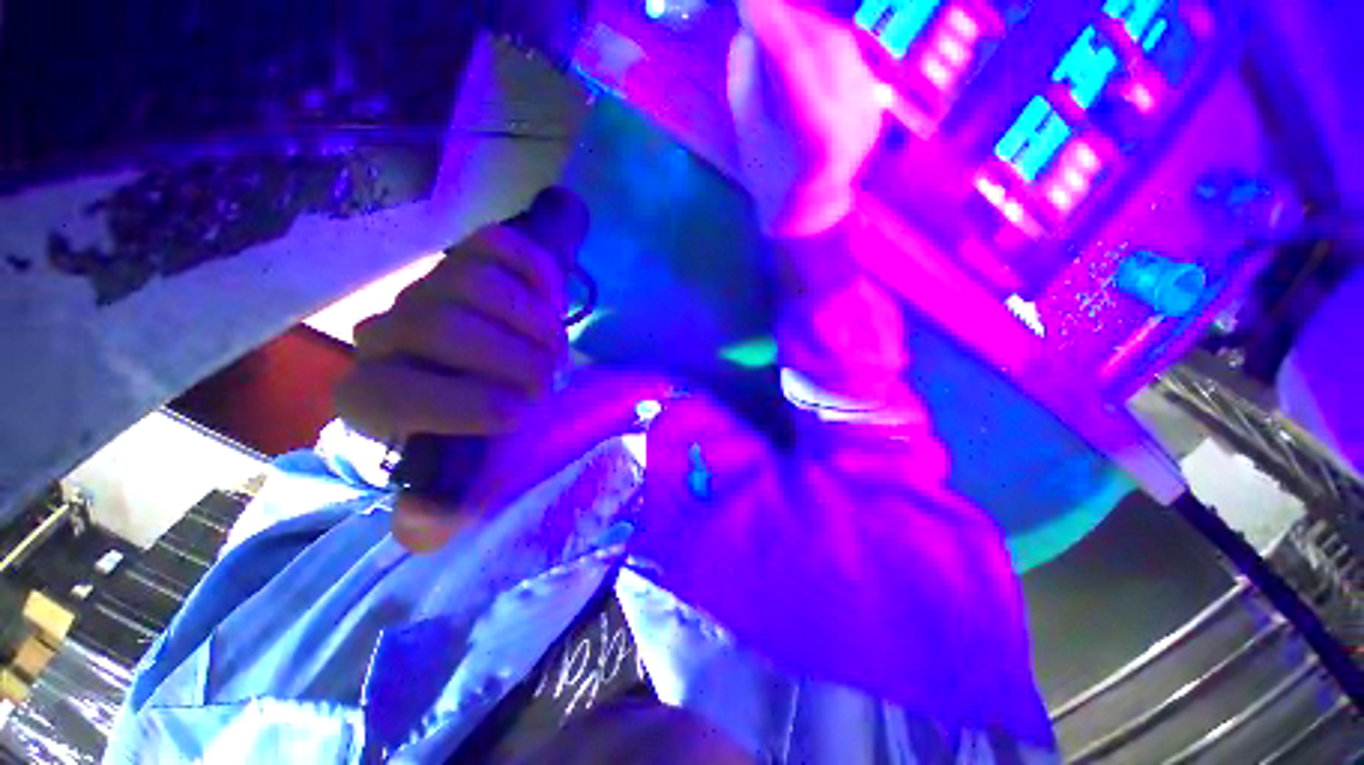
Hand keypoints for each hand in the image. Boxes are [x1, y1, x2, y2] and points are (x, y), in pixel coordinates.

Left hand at [333, 224, 568, 550]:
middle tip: (551, 381)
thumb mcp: (470, 475)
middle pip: (439, 325)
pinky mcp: (470, 255)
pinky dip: (538, 274)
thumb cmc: (488, 427)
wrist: (505, 369)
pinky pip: (500, 248)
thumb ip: (443, 508)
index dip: (461, 404)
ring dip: (534, 322)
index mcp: (374, 394)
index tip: (523, 414)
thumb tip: (428, 519)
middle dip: (513, 359)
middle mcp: (388, 332)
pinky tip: (553, 302)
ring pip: (474, 283)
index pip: (383, 393)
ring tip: (555, 348)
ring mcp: (431, 284)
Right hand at [727, 0, 885, 235]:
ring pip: (839, 44)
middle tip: (759, 10)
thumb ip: (747, 81)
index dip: (769, 22)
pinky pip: (848, 58)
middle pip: (824, 43)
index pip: (794, 62)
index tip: (746, 2)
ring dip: (806, 26)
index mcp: (817, 135)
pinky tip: (802, 47)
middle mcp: (853, 115)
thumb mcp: (750, 136)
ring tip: (777, 24)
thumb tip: (748, 33)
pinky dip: (822, 45)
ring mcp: (870, 108)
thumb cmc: (772, 183)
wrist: (810, 213)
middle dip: (789, 17)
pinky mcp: (876, 102)